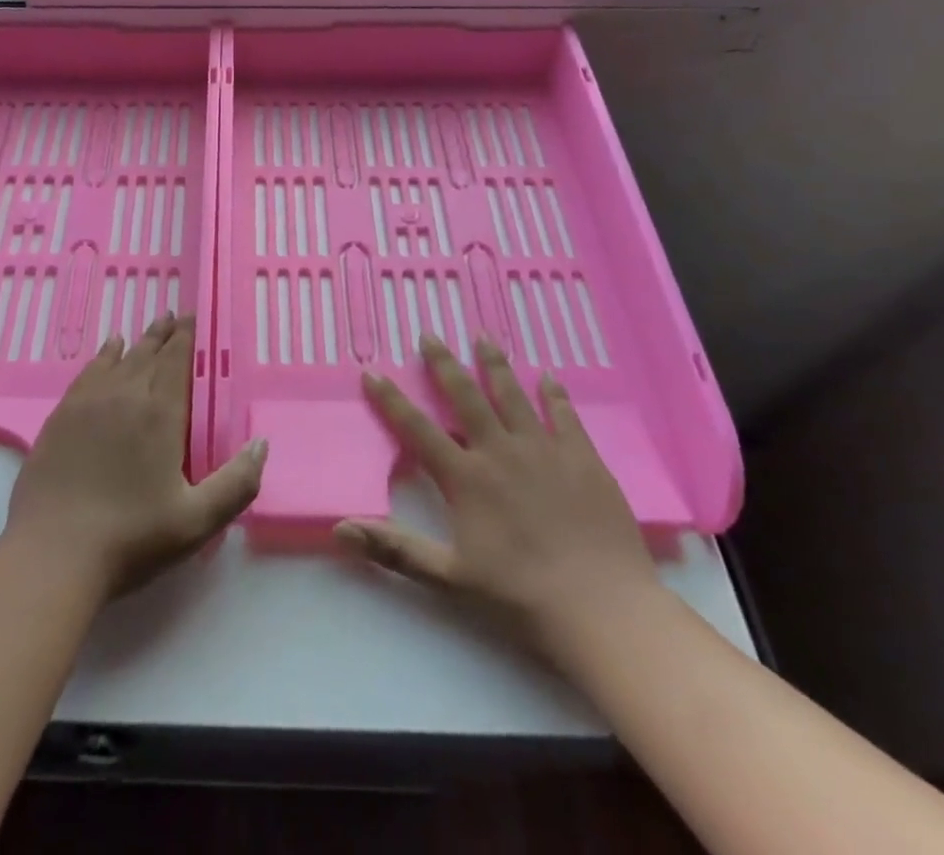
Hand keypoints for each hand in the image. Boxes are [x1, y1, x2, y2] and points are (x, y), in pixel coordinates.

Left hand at [5, 314, 266, 600]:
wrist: (52, 554)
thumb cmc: (131, 538)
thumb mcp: (197, 521)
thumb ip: (237, 483)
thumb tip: (261, 443)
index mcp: (160, 415)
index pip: (176, 362)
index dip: (185, 338)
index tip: (191, 318)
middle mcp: (125, 396)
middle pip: (148, 354)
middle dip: (164, 334)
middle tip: (173, 316)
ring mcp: (88, 403)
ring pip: (118, 359)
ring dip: (137, 342)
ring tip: (148, 328)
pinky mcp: (60, 417)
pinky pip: (88, 372)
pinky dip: (103, 356)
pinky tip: (107, 350)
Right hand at [335, 334, 661, 667]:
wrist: (604, 610)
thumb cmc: (521, 596)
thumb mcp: (449, 578)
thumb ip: (395, 549)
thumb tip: (339, 529)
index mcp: (466, 478)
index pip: (417, 429)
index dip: (391, 400)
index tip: (372, 371)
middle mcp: (500, 452)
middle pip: (465, 397)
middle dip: (444, 364)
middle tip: (429, 334)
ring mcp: (544, 451)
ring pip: (512, 395)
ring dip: (495, 364)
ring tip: (483, 336)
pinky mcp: (583, 459)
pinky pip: (564, 416)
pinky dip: (554, 394)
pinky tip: (548, 377)